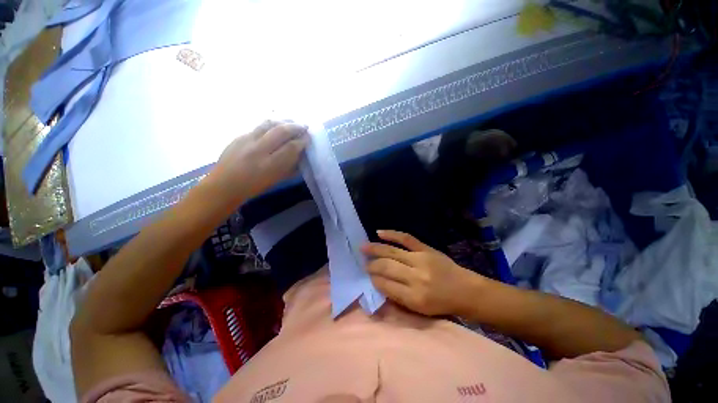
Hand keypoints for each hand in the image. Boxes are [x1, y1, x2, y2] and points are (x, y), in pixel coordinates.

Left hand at [209, 121, 308, 204]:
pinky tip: (275, 126)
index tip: (308, 138)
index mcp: (270, 165)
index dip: (302, 141)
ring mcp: (247, 140)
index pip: (291, 147)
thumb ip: (290, 166)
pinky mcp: (239, 136)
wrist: (225, 184)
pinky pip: (258, 126)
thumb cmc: (254, 187)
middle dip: (296, 127)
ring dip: (283, 121)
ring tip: (292, 122)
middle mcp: (258, 149)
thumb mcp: (276, 179)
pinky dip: (271, 125)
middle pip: (281, 131)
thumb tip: (301, 154)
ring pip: (268, 123)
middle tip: (304, 126)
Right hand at [362, 230, 483, 316]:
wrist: (465, 290)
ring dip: (375, 249)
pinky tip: (379, 233)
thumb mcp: (419, 310)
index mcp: (414, 297)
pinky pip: (406, 238)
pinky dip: (391, 234)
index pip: (385, 285)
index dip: (374, 279)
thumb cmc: (442, 304)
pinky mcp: (425, 248)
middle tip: (363, 263)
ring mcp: (420, 259)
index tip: (367, 276)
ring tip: (363, 247)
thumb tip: (379, 283)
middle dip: (372, 265)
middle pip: (386, 267)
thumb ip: (398, 297)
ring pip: (392, 252)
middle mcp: (415, 277)